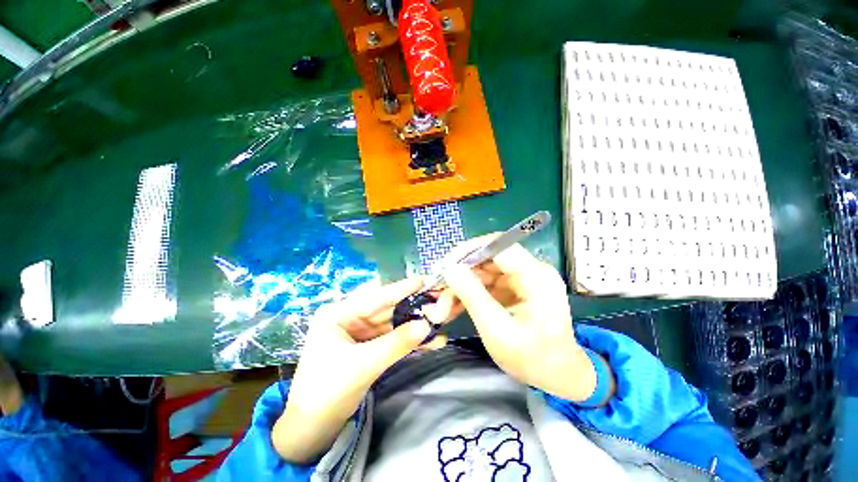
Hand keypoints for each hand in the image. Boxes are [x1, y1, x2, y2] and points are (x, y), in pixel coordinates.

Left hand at [272, 277, 453, 462]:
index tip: (424, 279)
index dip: (402, 288)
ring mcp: (361, 333)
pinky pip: (393, 338)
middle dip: (413, 305)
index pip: (375, 296)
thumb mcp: (363, 365)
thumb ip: (396, 343)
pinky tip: (431, 340)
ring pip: (393, 323)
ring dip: (416, 323)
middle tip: (437, 299)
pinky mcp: (370, 347)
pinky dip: (410, 340)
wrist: (313, 430)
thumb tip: (427, 325)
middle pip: (387, 308)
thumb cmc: (327, 392)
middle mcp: (351, 318)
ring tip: (440, 317)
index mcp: (339, 314)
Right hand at [441, 237, 599, 402]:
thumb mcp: (498, 330)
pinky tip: (453, 308)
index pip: (498, 246)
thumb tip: (450, 268)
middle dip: (459, 275)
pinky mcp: (513, 287)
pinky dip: (468, 294)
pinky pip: (485, 283)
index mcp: (536, 277)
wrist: (557, 375)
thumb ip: (473, 296)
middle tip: (437, 292)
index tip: (445, 266)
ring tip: (442, 308)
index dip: (469, 250)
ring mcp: (521, 279)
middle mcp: (530, 270)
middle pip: (487, 259)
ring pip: (481, 271)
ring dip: (460, 287)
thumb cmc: (532, 358)